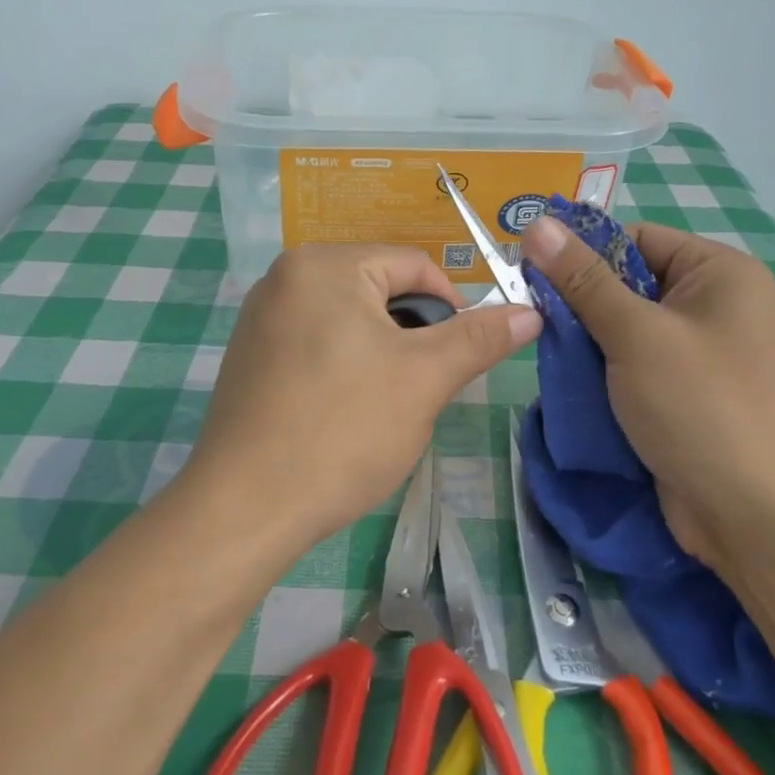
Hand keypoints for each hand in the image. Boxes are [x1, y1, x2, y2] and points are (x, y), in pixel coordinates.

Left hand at [188, 245, 541, 548]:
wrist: (244, 508)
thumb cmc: (341, 431)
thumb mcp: (423, 379)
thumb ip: (479, 338)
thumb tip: (530, 311)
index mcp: (324, 265)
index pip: (414, 265)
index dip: (451, 308)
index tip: (459, 359)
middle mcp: (285, 276)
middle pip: (380, 290)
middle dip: (412, 336)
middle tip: (418, 390)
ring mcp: (262, 316)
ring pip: (351, 320)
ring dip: (381, 355)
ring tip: (381, 408)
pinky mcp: (250, 354)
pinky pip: (317, 342)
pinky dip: (343, 367)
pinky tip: (342, 413)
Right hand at [520, 216, 774, 570]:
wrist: (756, 518)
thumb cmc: (701, 407)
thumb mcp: (635, 334)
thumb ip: (582, 279)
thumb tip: (536, 224)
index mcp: (719, 273)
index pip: (636, 239)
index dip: (583, 252)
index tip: (531, 274)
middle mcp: (715, 304)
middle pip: (627, 283)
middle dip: (581, 303)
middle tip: (535, 319)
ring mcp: (702, 353)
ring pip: (624, 328)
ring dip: (587, 341)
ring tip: (550, 355)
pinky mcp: (685, 393)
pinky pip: (633, 364)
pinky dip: (602, 371)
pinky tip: (573, 384)